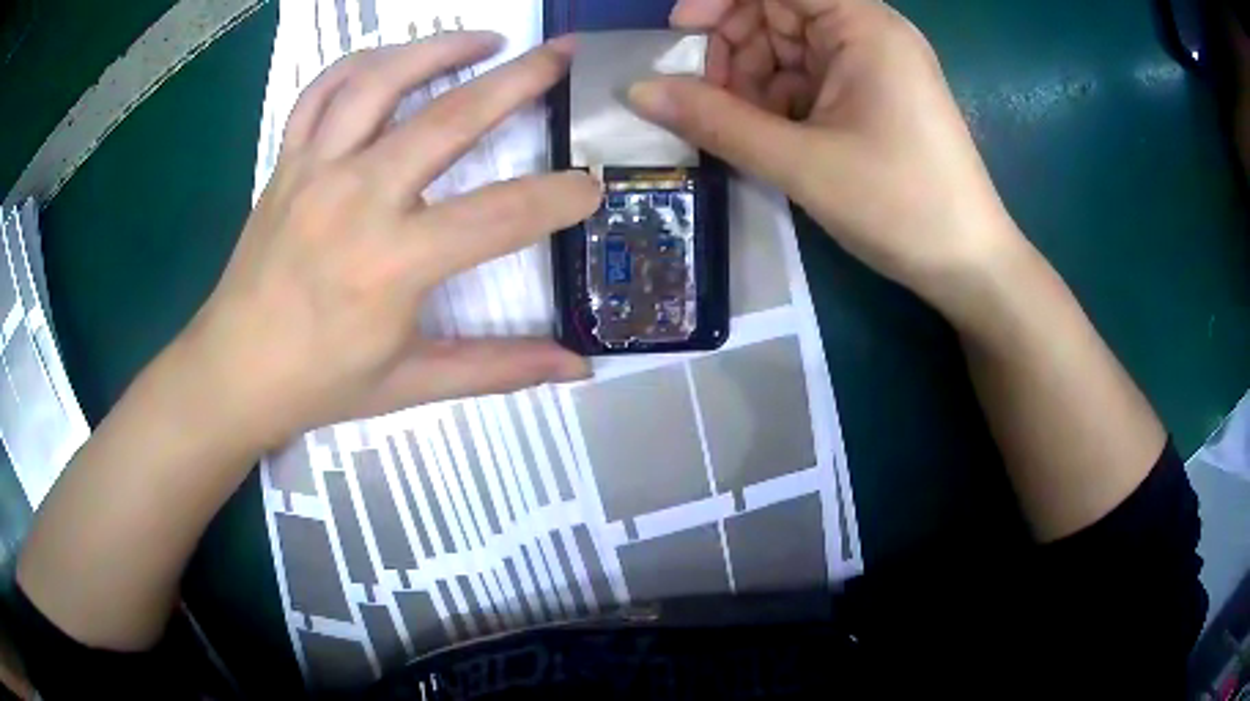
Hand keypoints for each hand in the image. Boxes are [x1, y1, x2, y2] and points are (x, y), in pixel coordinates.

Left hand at [179, 34, 598, 450]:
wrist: (231, 372)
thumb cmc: (319, 384)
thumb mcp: (411, 383)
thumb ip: (498, 367)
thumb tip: (577, 368)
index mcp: (392, 264)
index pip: (500, 216)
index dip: (558, 198)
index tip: (593, 186)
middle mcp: (355, 200)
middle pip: (449, 119)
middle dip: (519, 80)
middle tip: (563, 53)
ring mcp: (314, 170)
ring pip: (381, 81)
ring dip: (439, 48)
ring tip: (486, 38)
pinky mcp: (286, 162)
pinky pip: (321, 92)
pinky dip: (359, 62)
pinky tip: (393, 58)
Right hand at [630, 0, 1027, 316]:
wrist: (969, 265)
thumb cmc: (900, 205)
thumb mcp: (801, 162)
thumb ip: (715, 121)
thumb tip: (638, 91)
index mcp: (863, 25)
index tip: (680, 33)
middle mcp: (869, 33)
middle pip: (779, 13)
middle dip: (734, 48)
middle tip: (706, 100)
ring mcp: (873, 66)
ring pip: (789, 50)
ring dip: (752, 81)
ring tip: (738, 129)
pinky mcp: (873, 97)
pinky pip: (809, 80)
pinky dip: (779, 102)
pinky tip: (770, 137)